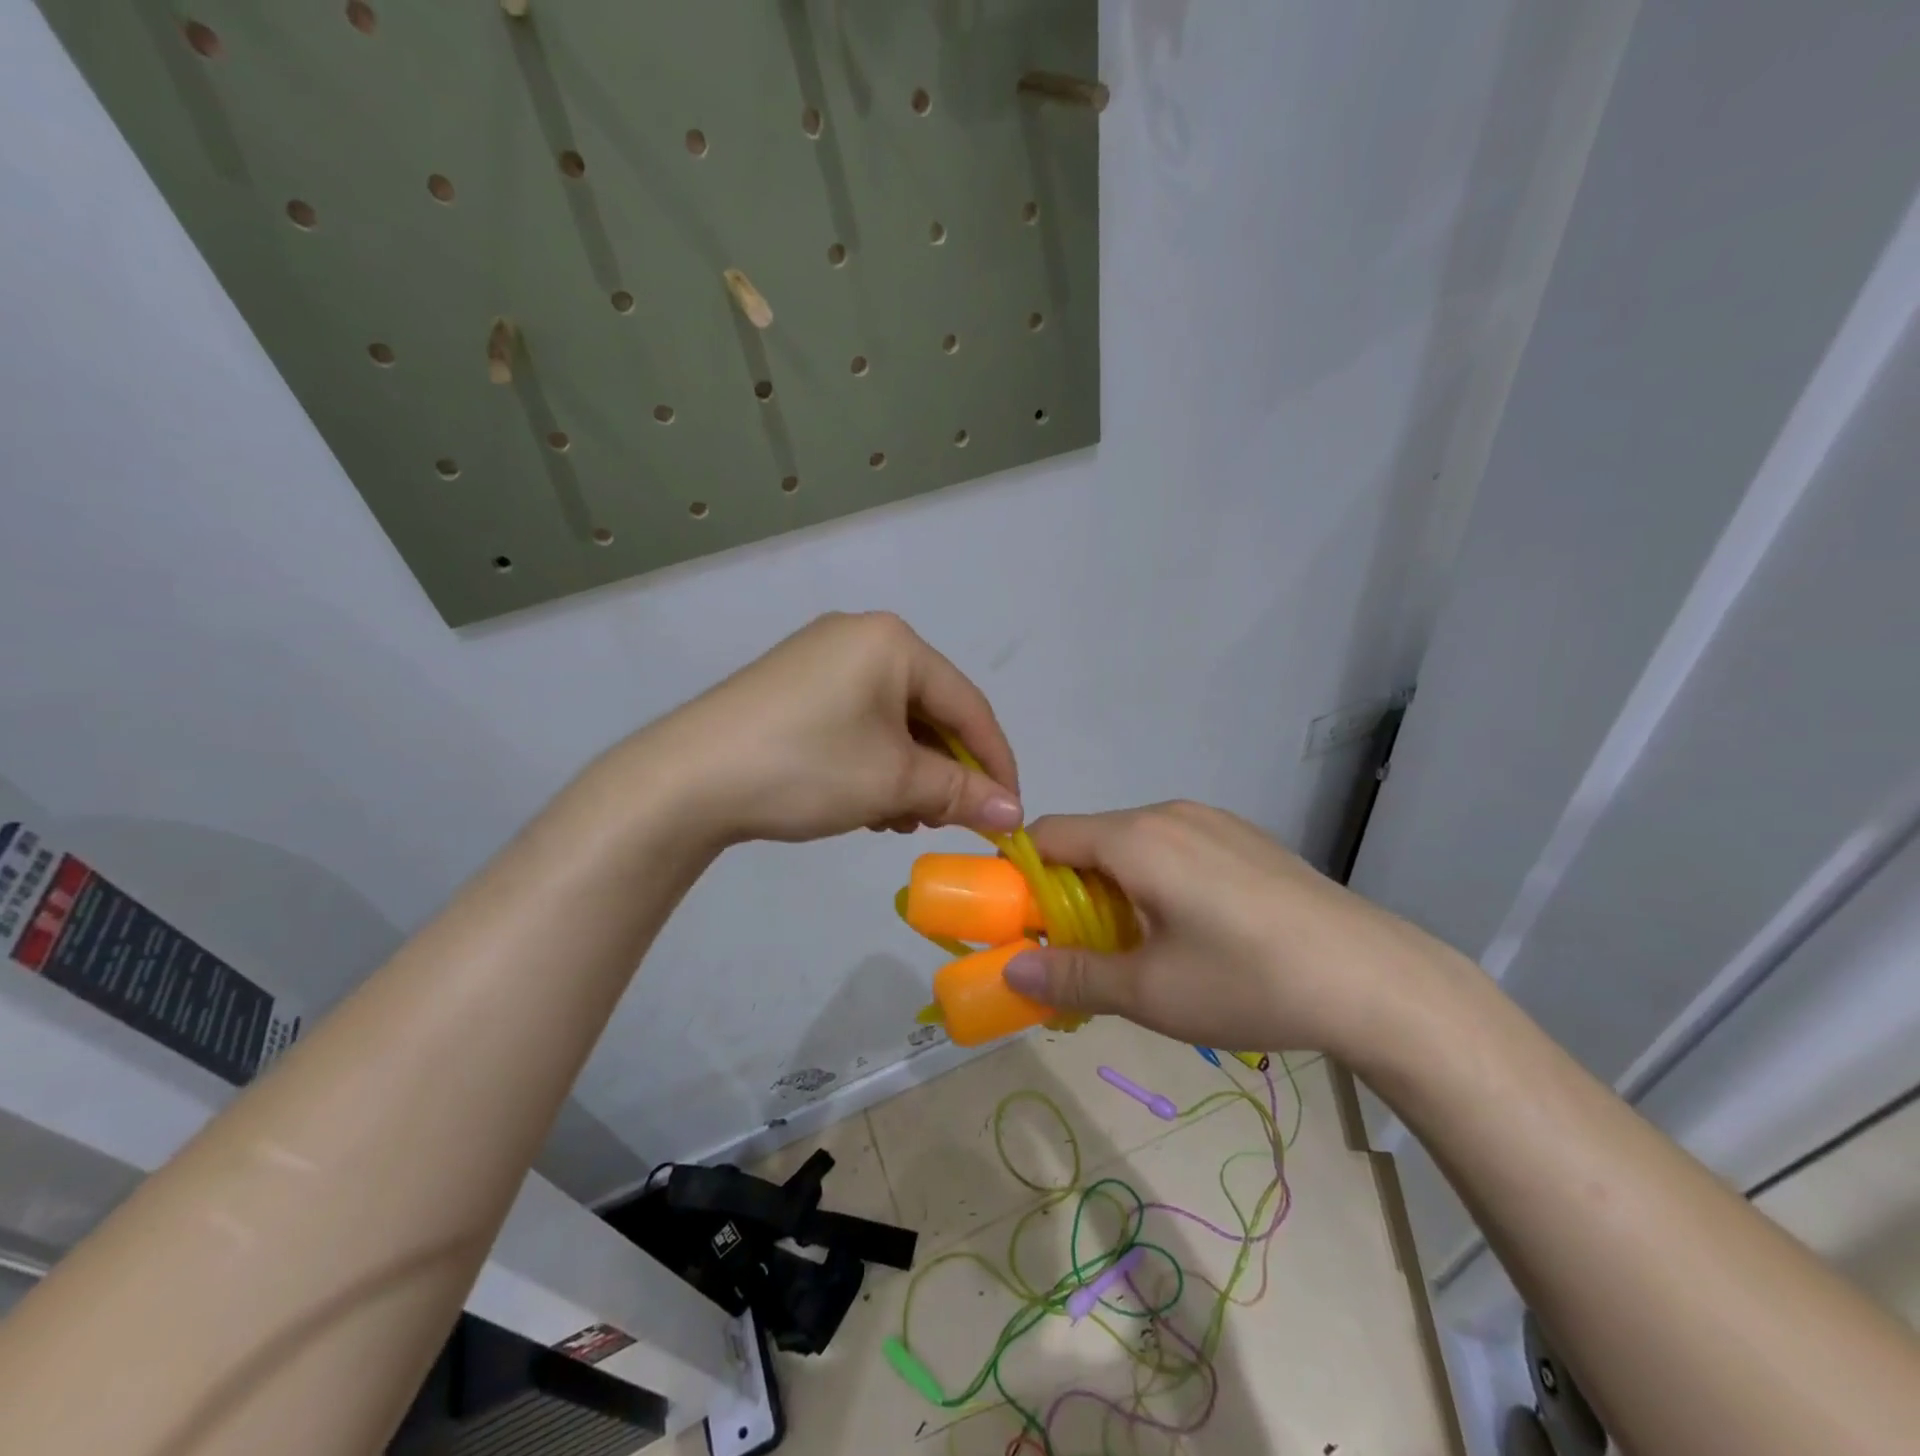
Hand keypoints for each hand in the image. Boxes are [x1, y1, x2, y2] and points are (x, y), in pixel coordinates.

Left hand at [640, 612, 1022, 845]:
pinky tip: (863, 803)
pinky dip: (872, 763)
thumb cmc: (806, 768)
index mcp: (893, 643)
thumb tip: (1014, 813)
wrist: (685, 781)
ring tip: (897, 819)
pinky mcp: (794, 688)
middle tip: (945, 821)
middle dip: (943, 773)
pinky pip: (857, 723)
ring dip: (907, 774)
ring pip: (892, 723)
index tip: (1010, 813)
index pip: (969, 705)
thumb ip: (961, 793)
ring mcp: (821, 660)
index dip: (996, 764)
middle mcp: (860, 638)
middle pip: (929, 712)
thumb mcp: (893, 783)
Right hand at [1000, 801, 1462, 1058]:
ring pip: (1132, 845)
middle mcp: (1168, 814)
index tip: (1020, 925)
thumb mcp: (1149, 992)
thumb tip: (1009, 970)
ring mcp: (1212, 821)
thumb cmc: (1248, 982)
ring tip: (1138, 946)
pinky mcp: (1243, 838)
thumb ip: (1071, 976)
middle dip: (1068, 891)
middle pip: (1089, 840)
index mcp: (1136, 839)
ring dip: (1113, 888)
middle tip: (1078, 951)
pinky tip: (1191, 930)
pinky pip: (1173, 848)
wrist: (1377, 980)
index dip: (1022, 877)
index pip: (1048, 835)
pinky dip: (1153, 880)